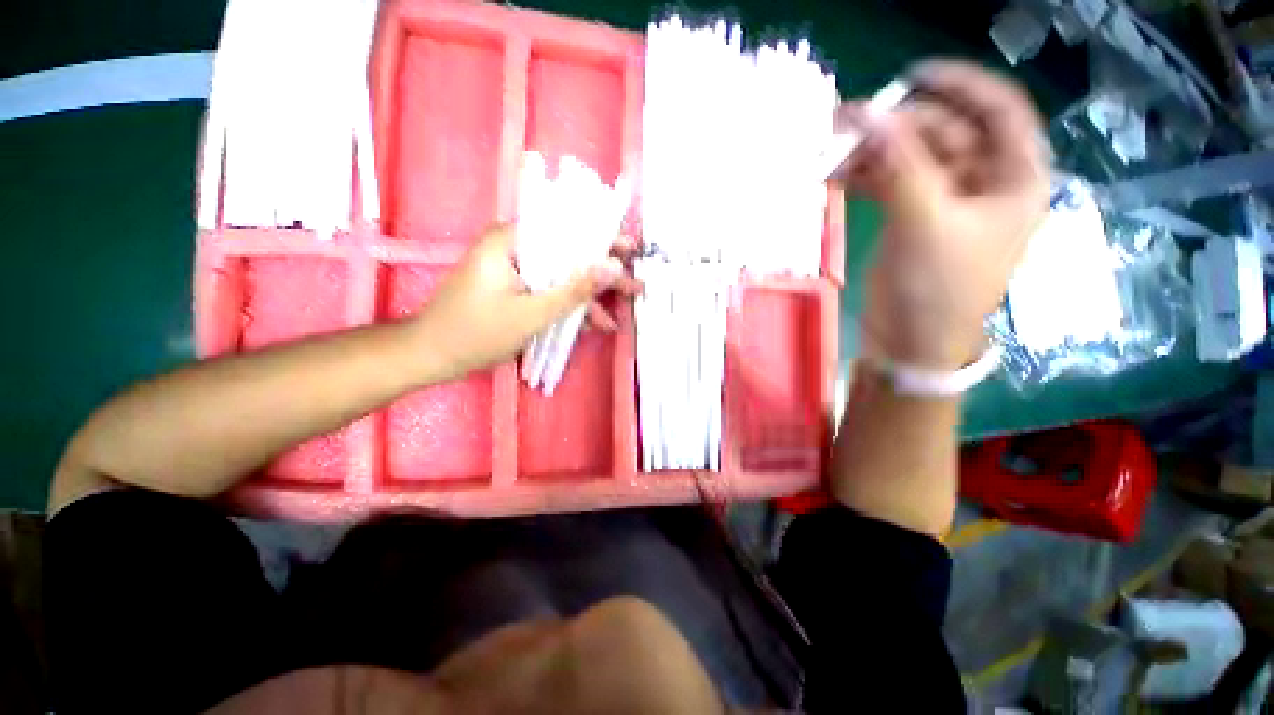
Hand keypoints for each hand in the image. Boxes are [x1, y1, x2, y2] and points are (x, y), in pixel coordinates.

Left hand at [411, 224, 639, 381]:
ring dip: (588, 297)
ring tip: (618, 315)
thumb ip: (574, 290)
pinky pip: (549, 289)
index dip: (602, 240)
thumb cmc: (476, 333)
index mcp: (511, 241)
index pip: (565, 228)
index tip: (631, 251)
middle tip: (634, 285)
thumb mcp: (532, 314)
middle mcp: (514, 247)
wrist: (432, 356)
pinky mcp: (515, 287)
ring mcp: (515, 268)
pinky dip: (568, 306)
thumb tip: (613, 266)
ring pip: (561, 275)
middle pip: (567, 254)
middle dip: (602, 274)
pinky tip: (592, 324)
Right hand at [835, 60, 1050, 369]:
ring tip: (832, 156)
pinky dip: (864, 178)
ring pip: (910, 158)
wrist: (910, 342)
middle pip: (944, 132)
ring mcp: (943, 200)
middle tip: (845, 125)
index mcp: (1013, 177)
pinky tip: (836, 179)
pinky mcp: (910, 218)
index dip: (959, 84)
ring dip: (873, 154)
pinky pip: (890, 183)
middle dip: (896, 127)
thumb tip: (869, 114)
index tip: (910, 76)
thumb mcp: (925, 222)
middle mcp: (983, 181)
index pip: (998, 109)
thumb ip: (900, 165)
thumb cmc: (937, 289)